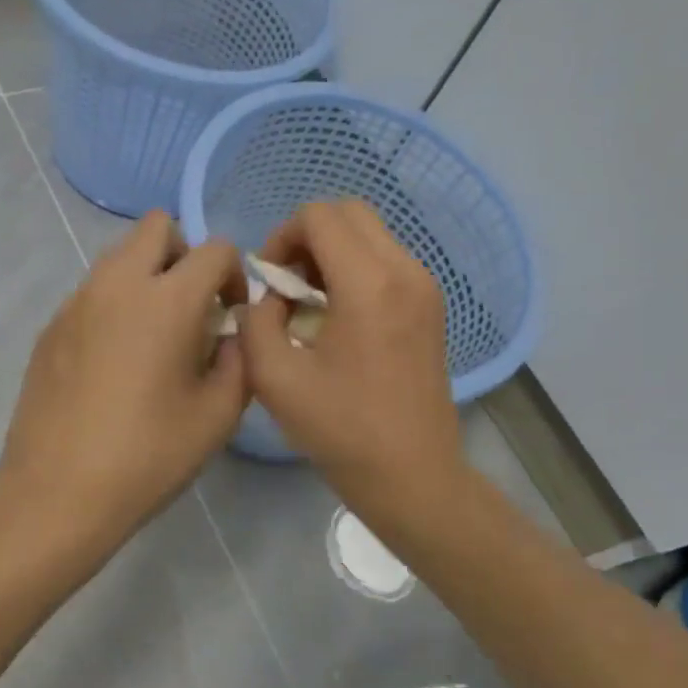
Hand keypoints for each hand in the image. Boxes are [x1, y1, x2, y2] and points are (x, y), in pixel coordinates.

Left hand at [0, 211, 248, 569]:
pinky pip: (92, 292)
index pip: (215, 249)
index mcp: (167, 300)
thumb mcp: (218, 415)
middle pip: (157, 227)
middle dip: (185, 255)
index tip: (230, 318)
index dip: (234, 276)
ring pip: (120, 257)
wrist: (57, 492)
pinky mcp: (50, 326)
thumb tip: (231, 334)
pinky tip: (114, 362)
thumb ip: (240, 360)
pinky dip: (115, 305)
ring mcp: (77, 302)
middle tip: (191, 309)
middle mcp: (118, 284)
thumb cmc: (148, 456)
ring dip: (147, 278)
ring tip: (153, 338)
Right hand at [239, 201, 466, 533]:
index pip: (319, 216)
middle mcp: (405, 271)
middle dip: (307, 237)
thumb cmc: (341, 430)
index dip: (282, 237)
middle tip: (287, 283)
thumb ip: (256, 320)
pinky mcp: (431, 305)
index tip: (270, 281)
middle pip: (349, 213)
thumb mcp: (274, 377)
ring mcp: (425, 287)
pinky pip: (387, 261)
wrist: (412, 474)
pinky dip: (355, 270)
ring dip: (332, 253)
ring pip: (370, 234)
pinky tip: (338, 317)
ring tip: (309, 302)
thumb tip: (270, 297)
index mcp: (369, 284)